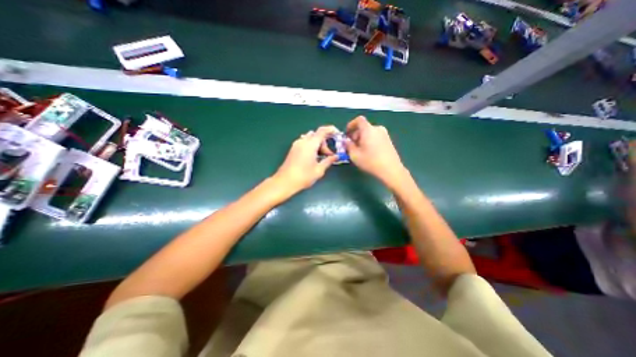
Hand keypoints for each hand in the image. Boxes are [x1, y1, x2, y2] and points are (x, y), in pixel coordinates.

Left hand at [273, 126, 342, 197]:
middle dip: (325, 143)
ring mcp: (296, 144)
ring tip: (321, 157)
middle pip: (317, 135)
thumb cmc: (303, 177)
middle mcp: (303, 141)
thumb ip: (328, 161)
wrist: (285, 182)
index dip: (331, 130)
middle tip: (329, 156)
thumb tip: (336, 156)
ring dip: (318, 144)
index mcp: (310, 144)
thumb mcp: (319, 170)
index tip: (338, 134)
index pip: (322, 131)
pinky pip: (305, 142)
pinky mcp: (293, 149)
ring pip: (310, 138)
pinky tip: (313, 157)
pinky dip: (311, 146)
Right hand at [343, 116, 406, 189]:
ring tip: (359, 150)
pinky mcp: (388, 140)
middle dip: (355, 134)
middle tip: (351, 145)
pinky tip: (368, 152)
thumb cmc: (370, 162)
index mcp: (368, 130)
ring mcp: (385, 134)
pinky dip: (369, 140)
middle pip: (364, 127)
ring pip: (369, 132)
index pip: (359, 120)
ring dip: (362, 138)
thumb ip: (348, 146)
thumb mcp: (354, 155)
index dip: (351, 125)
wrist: (391, 170)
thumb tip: (346, 141)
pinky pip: (375, 136)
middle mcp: (377, 129)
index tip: (347, 134)